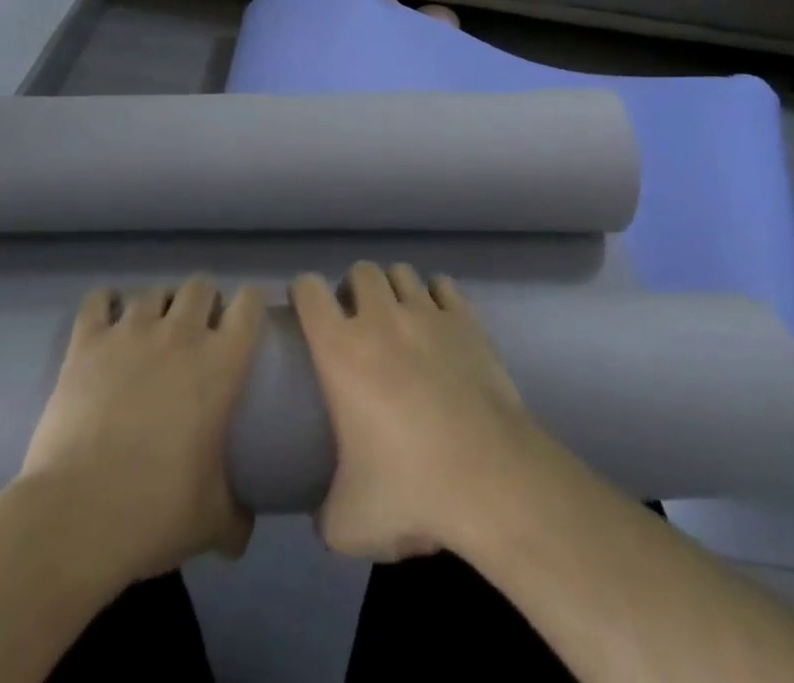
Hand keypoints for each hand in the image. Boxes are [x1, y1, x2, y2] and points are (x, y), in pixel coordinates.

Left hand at [20, 276, 264, 583]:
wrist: (77, 516)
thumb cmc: (156, 512)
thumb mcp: (211, 522)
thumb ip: (236, 519)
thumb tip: (244, 532)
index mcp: (221, 362)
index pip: (248, 304)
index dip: (250, 304)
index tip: (246, 321)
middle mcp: (181, 333)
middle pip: (200, 285)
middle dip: (203, 301)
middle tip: (198, 331)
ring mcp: (131, 332)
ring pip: (153, 291)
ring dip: (158, 305)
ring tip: (152, 330)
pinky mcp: (87, 342)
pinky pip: (98, 300)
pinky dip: (105, 304)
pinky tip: (106, 320)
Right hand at [292, 262, 546, 561]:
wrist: (491, 478)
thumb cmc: (410, 491)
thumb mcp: (347, 524)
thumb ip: (325, 512)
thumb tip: (323, 511)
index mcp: (340, 350)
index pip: (308, 289)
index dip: (303, 293)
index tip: (305, 311)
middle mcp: (381, 318)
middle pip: (360, 270)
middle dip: (354, 289)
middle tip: (357, 323)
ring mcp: (427, 313)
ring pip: (401, 272)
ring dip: (394, 288)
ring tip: (398, 319)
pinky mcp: (466, 320)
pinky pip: (443, 285)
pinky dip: (436, 295)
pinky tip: (438, 322)